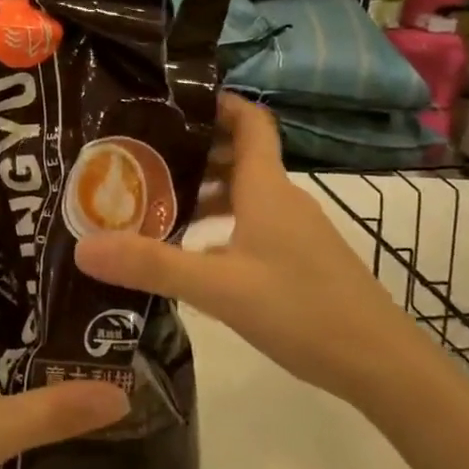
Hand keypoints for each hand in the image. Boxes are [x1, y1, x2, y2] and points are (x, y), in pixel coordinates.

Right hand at [76, 95, 424, 403]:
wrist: (383, 366)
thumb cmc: (302, 310)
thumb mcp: (219, 287)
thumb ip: (152, 265)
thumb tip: (84, 248)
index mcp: (266, 187)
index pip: (249, 121)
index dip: (216, 103)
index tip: (171, 103)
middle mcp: (283, 199)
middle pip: (240, 155)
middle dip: (194, 150)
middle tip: (142, 158)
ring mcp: (297, 231)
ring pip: (246, 193)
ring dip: (206, 190)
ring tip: (158, 203)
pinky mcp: (303, 260)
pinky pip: (255, 223)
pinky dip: (223, 223)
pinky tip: (196, 253)